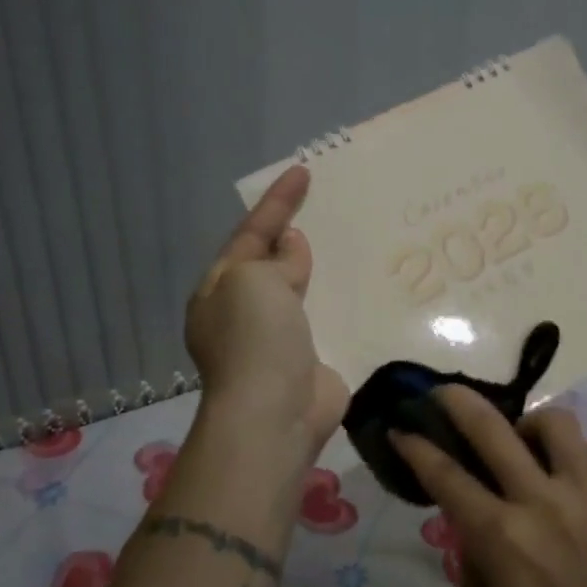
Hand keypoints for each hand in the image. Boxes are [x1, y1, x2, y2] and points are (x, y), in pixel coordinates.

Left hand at [185, 165, 349, 462]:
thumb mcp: (254, 282)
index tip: (302, 171)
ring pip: (302, 288)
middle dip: (295, 233)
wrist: (274, 415)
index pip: (249, 233)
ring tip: (353, 236)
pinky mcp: (311, 357)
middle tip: (327, 203)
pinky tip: (366, 284)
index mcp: (220, 289)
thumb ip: (275, 259)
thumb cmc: (255, 340)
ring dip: (321, 265)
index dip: (276, 202)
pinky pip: (327, 316)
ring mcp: (277, 338)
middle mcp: (245, 311)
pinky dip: (341, 298)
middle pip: (272, 260)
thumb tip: (290, 246)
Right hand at [392, 387, 586, 586]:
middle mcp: (540, 501)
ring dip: (529, 425)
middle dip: (458, 401)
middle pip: (492, 428)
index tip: (401, 428)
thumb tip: (473, 534)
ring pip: (554, 423)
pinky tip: (569, 475)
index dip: (417, 447)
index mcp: (499, 538)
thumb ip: (469, 573)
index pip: (446, 476)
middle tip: (442, 394)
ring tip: (523, 444)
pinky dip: (577, 455)